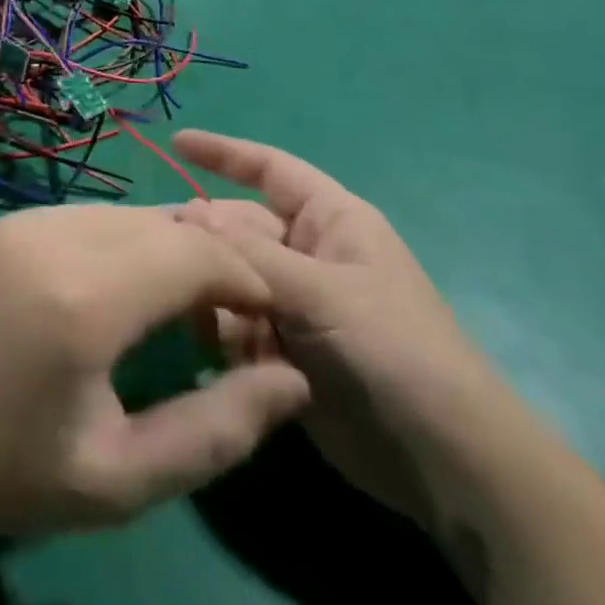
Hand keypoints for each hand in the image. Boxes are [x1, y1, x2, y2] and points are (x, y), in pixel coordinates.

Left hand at [0, 204, 309, 547]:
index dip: (243, 277)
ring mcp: (25, 219)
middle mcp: (55, 235)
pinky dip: (126, 242)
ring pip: (127, 214)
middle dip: (210, 259)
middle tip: (226, 317)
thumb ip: (218, 431)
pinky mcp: (7, 221)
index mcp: (83, 296)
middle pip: (163, 223)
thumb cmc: (12, 472)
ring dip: (167, 248)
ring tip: (179, 307)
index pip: (193, 252)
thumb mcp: (123, 479)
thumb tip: (294, 380)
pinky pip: (90, 216)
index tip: (264, 318)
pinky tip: (123, 290)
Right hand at [174, 130, 515, 528]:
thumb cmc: (393, 348)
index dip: (224, 153)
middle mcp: (308, 254)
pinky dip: (225, 338)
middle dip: (206, 242)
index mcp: (329, 219)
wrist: (444, 460)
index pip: (269, 168)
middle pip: (240, 229)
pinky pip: (238, 328)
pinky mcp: (286, 351)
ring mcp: (296, 304)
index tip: (176, 143)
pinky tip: (219, 356)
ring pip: (233, 280)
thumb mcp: (322, 292)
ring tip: (195, 316)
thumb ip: (251, 254)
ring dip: (213, 296)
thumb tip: (187, 211)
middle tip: (159, 256)